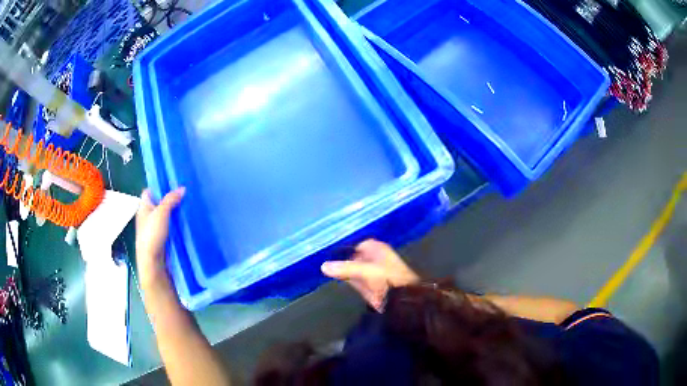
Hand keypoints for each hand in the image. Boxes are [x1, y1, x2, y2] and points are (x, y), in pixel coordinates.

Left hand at [136, 188, 184, 291]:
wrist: (152, 262)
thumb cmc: (152, 234)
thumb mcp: (161, 213)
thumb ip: (171, 199)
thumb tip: (182, 188)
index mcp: (143, 207)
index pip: (149, 191)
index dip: (159, 186)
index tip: (173, 183)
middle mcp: (147, 216)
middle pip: (159, 203)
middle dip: (170, 199)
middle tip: (185, 194)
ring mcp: (154, 228)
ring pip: (165, 216)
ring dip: (174, 212)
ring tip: (188, 207)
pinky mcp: (161, 239)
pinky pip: (169, 227)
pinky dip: (176, 224)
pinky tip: (186, 223)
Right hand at [321, 239, 418, 311]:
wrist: (402, 300)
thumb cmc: (387, 278)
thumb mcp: (366, 271)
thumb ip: (345, 268)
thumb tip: (323, 266)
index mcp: (377, 249)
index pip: (358, 243)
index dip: (345, 245)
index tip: (328, 247)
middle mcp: (373, 258)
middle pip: (353, 255)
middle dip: (341, 256)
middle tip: (321, 255)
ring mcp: (371, 273)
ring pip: (352, 267)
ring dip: (341, 267)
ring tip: (322, 264)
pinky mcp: (367, 286)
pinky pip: (352, 278)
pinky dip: (344, 277)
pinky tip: (331, 275)